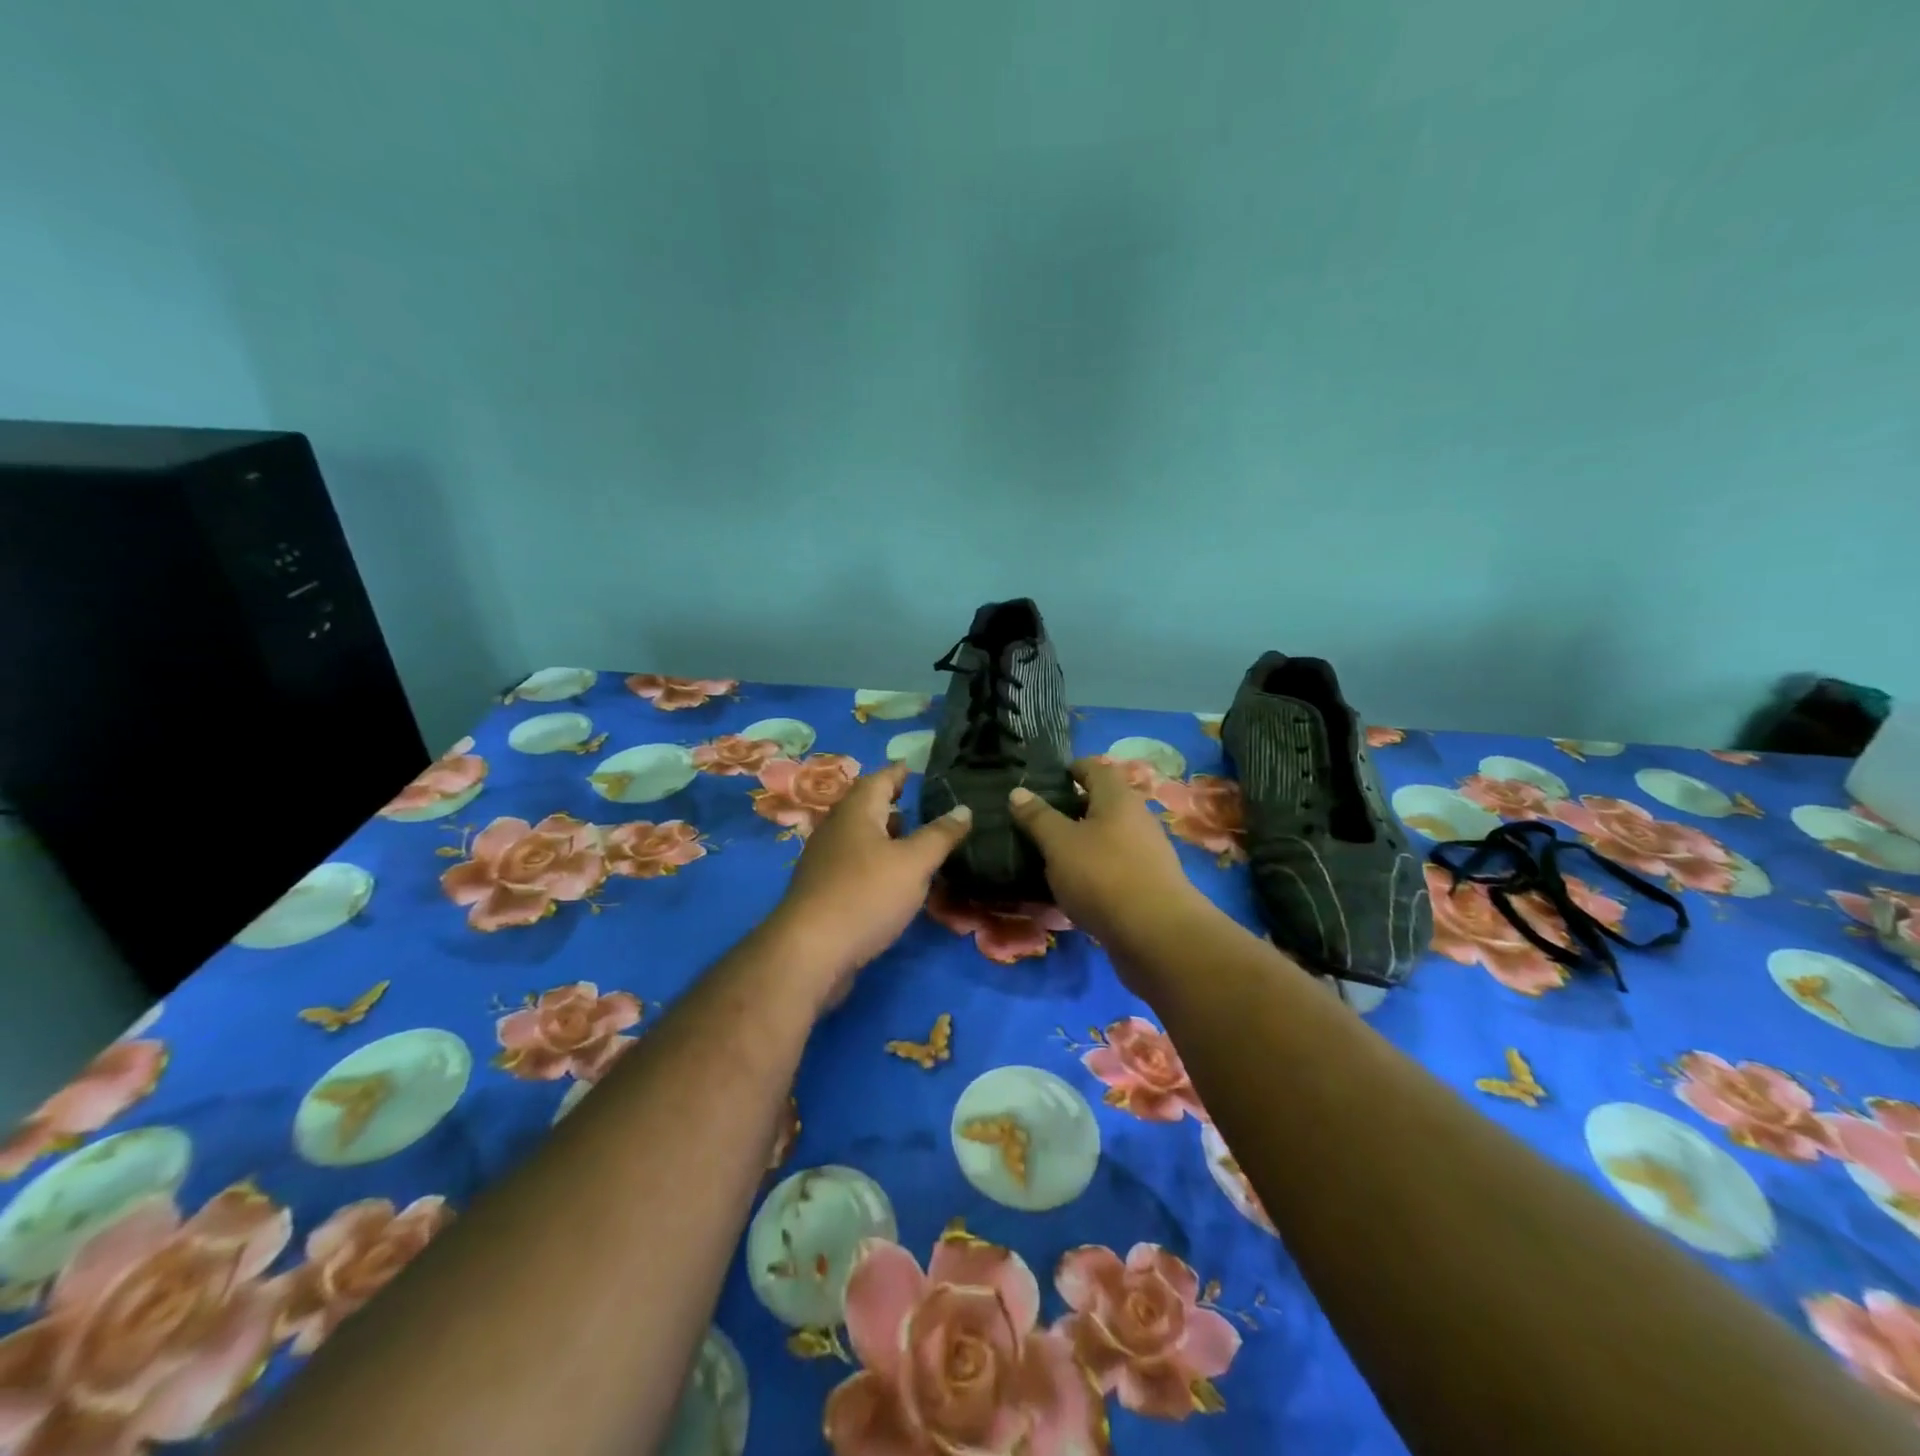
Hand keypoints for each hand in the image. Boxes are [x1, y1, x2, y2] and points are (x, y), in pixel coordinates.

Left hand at [769, 762, 971, 1010]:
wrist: (811, 951)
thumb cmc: (866, 895)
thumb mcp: (914, 863)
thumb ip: (940, 835)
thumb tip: (964, 809)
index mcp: (856, 811)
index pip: (880, 778)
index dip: (899, 772)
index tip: (915, 766)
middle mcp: (836, 828)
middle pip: (865, 807)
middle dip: (891, 804)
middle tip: (919, 804)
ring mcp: (825, 860)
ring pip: (860, 837)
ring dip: (884, 836)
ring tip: (913, 841)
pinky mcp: (823, 890)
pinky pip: (854, 864)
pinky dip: (876, 862)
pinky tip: (893, 880)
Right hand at [1007, 759, 1213, 969]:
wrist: (1156, 935)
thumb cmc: (1103, 875)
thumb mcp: (1059, 844)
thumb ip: (1038, 817)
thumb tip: (1018, 792)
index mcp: (1118, 799)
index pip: (1096, 769)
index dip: (1073, 769)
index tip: (1051, 776)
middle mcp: (1138, 819)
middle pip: (1104, 804)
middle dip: (1075, 808)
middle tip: (1041, 818)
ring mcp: (1148, 853)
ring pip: (1110, 837)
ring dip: (1084, 841)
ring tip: (1051, 854)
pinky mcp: (1149, 885)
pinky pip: (1116, 867)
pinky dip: (1095, 869)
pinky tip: (1075, 886)